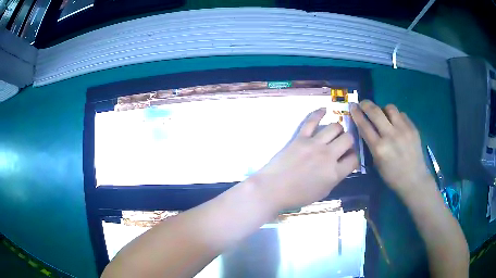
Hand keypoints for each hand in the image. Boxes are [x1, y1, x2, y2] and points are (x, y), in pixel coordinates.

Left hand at [253, 108, 357, 210]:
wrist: (272, 189)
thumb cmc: (297, 196)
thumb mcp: (323, 192)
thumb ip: (335, 177)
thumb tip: (342, 164)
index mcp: (335, 173)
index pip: (355, 158)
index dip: (355, 157)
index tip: (350, 157)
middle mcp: (328, 155)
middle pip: (348, 139)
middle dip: (349, 141)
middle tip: (342, 145)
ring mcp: (314, 144)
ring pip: (335, 126)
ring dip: (338, 129)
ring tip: (334, 134)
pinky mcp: (300, 137)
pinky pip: (311, 120)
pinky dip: (318, 113)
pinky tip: (324, 110)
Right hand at [350, 100, 431, 195]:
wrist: (414, 179)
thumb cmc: (393, 176)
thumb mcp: (377, 163)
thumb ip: (372, 145)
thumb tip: (367, 129)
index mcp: (379, 148)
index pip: (364, 126)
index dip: (357, 114)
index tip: (352, 106)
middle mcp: (391, 136)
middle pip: (375, 112)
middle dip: (366, 104)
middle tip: (363, 103)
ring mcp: (403, 130)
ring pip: (390, 108)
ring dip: (384, 109)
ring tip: (384, 115)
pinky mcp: (413, 128)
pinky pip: (402, 114)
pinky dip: (396, 117)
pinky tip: (397, 124)